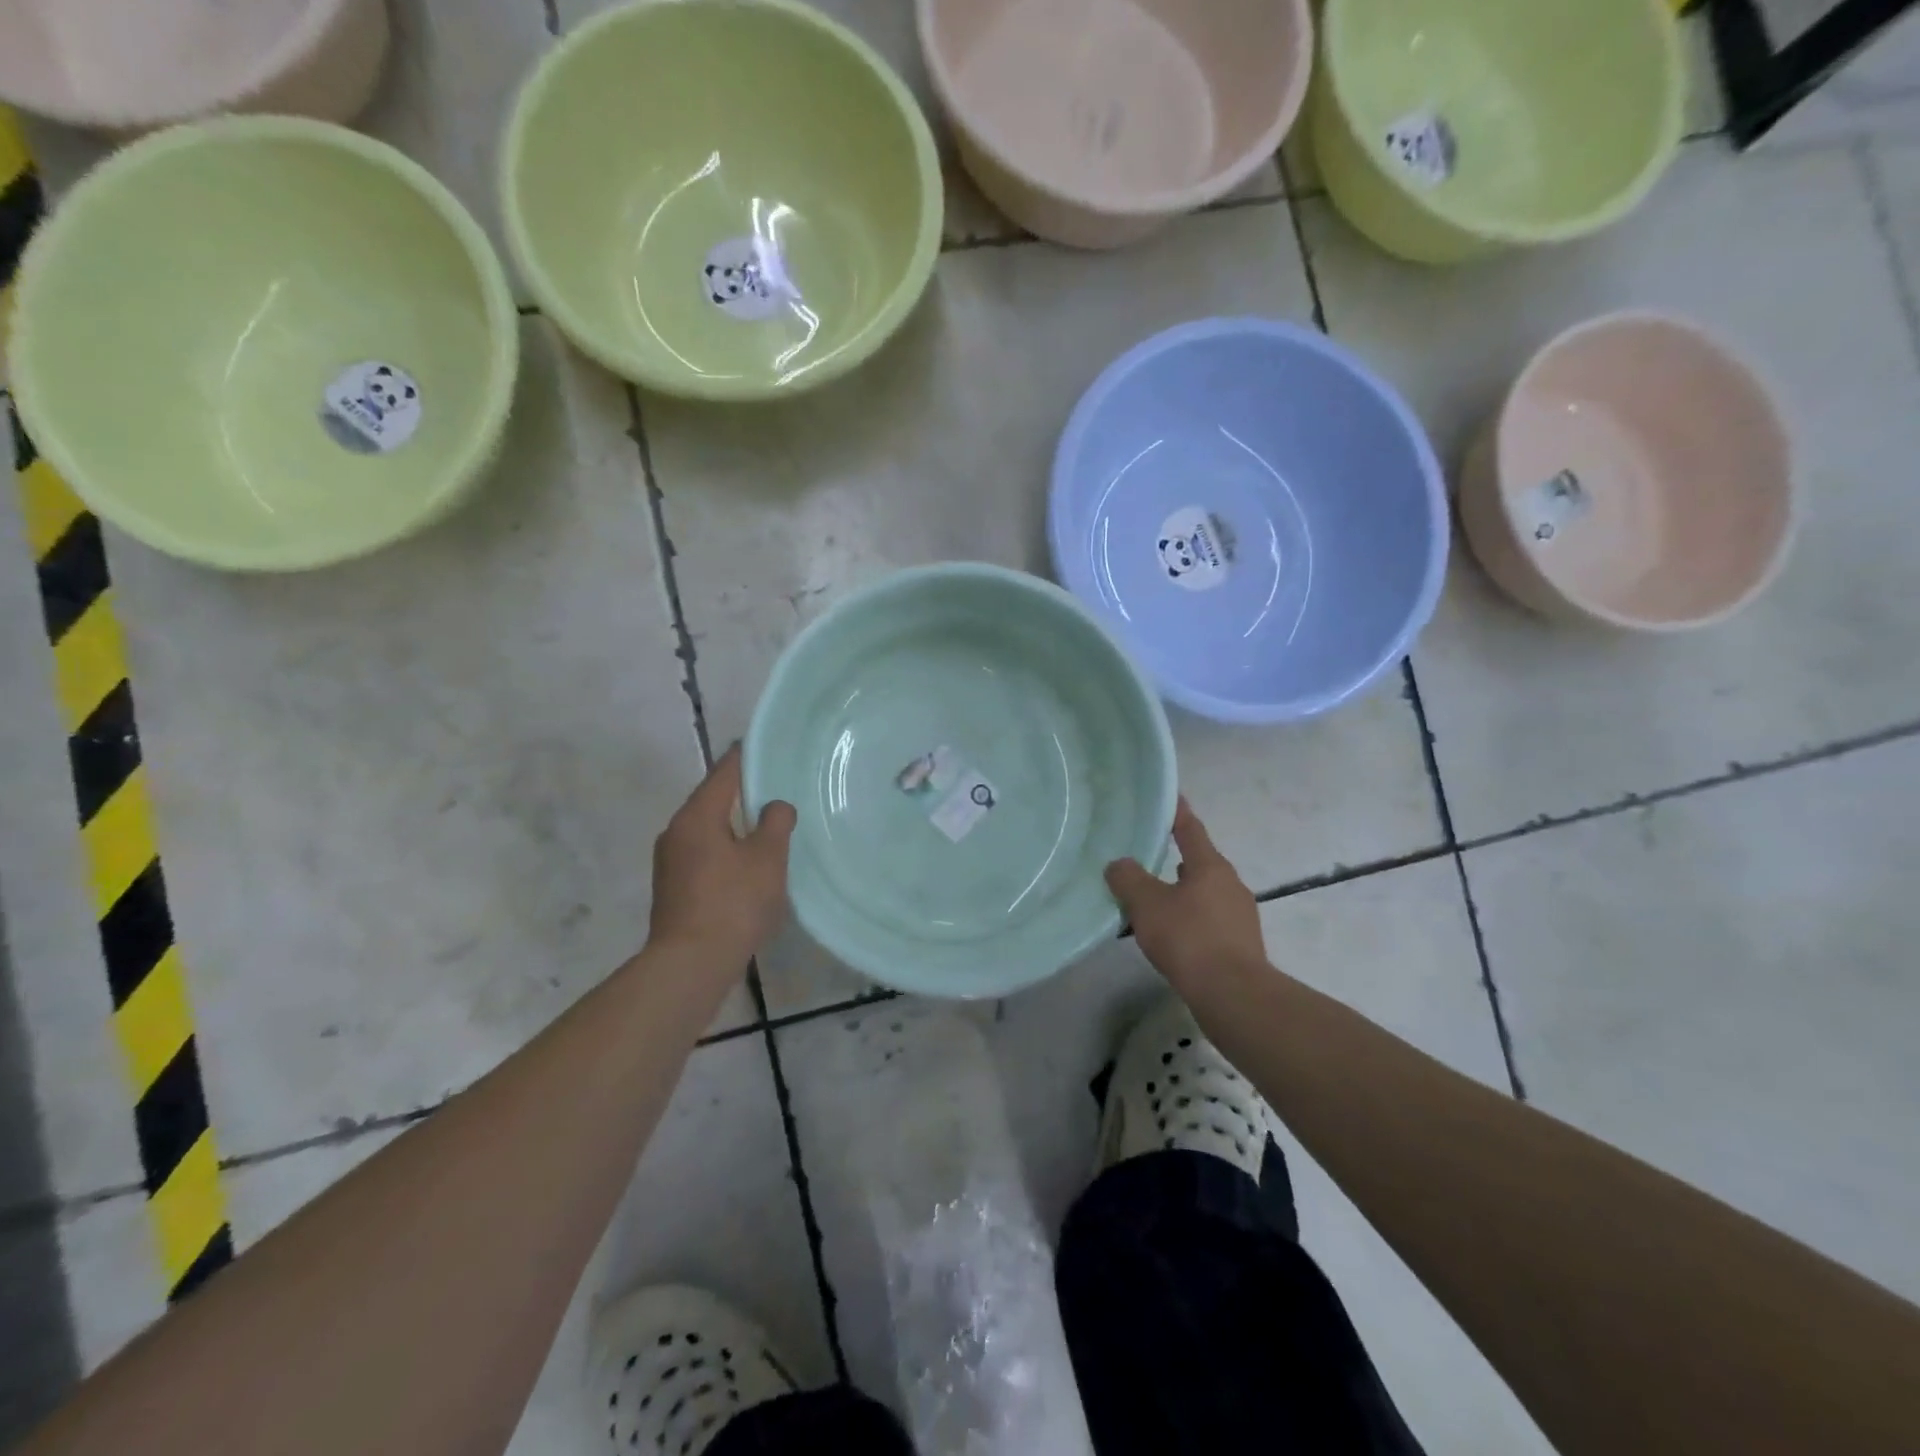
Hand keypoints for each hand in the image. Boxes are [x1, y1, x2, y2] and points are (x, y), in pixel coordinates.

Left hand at [649, 745, 795, 971]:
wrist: (690, 964)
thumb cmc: (733, 903)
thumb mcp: (767, 858)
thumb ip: (776, 823)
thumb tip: (775, 806)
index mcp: (697, 816)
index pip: (724, 773)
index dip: (745, 757)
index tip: (763, 746)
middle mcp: (676, 832)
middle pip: (712, 801)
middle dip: (741, 794)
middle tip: (774, 790)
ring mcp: (670, 862)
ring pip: (708, 831)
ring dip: (734, 827)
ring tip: (765, 828)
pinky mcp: (673, 889)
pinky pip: (704, 855)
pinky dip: (725, 851)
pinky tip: (746, 866)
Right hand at [1106, 799, 1265, 994]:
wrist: (1233, 995)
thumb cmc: (1189, 938)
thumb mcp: (1147, 904)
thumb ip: (1128, 879)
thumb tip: (1119, 864)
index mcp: (1210, 866)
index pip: (1190, 829)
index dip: (1177, 812)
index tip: (1169, 796)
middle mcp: (1230, 884)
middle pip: (1200, 863)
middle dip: (1177, 859)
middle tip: (1148, 858)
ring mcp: (1240, 916)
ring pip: (1205, 894)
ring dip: (1182, 893)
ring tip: (1154, 902)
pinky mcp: (1241, 945)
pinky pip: (1210, 920)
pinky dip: (1190, 920)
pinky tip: (1172, 936)